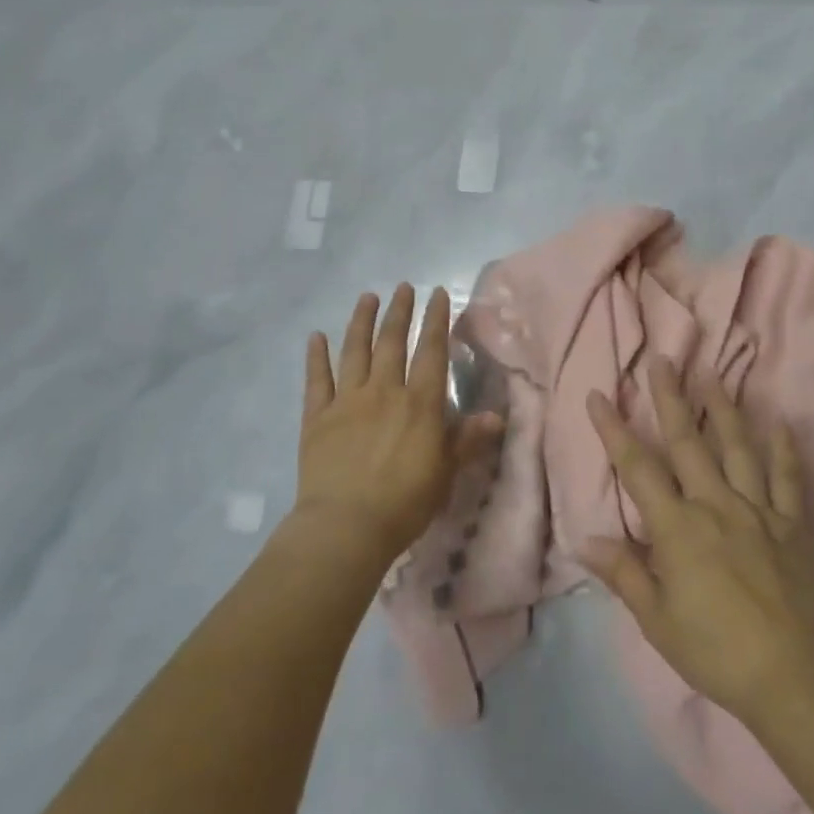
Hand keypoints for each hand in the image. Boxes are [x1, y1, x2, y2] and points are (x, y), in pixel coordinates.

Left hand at [296, 284, 501, 567]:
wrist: (346, 526)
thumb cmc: (404, 503)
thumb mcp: (445, 472)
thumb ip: (467, 439)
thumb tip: (496, 415)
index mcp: (420, 403)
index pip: (431, 351)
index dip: (436, 320)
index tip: (436, 294)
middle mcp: (384, 391)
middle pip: (392, 342)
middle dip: (399, 312)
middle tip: (403, 287)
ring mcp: (347, 400)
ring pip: (355, 351)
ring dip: (361, 322)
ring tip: (367, 297)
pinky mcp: (317, 417)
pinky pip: (317, 380)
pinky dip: (317, 356)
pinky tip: (316, 337)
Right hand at [581, 359, 813, 725]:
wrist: (794, 677)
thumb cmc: (716, 651)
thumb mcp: (658, 621)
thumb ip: (624, 573)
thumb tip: (585, 539)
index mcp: (678, 527)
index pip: (637, 468)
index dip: (614, 430)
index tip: (599, 395)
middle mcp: (715, 504)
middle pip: (688, 441)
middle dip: (670, 398)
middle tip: (662, 359)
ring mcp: (758, 511)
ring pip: (737, 448)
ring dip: (724, 408)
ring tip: (713, 373)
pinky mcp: (793, 526)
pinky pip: (788, 481)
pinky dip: (785, 451)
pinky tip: (782, 423)